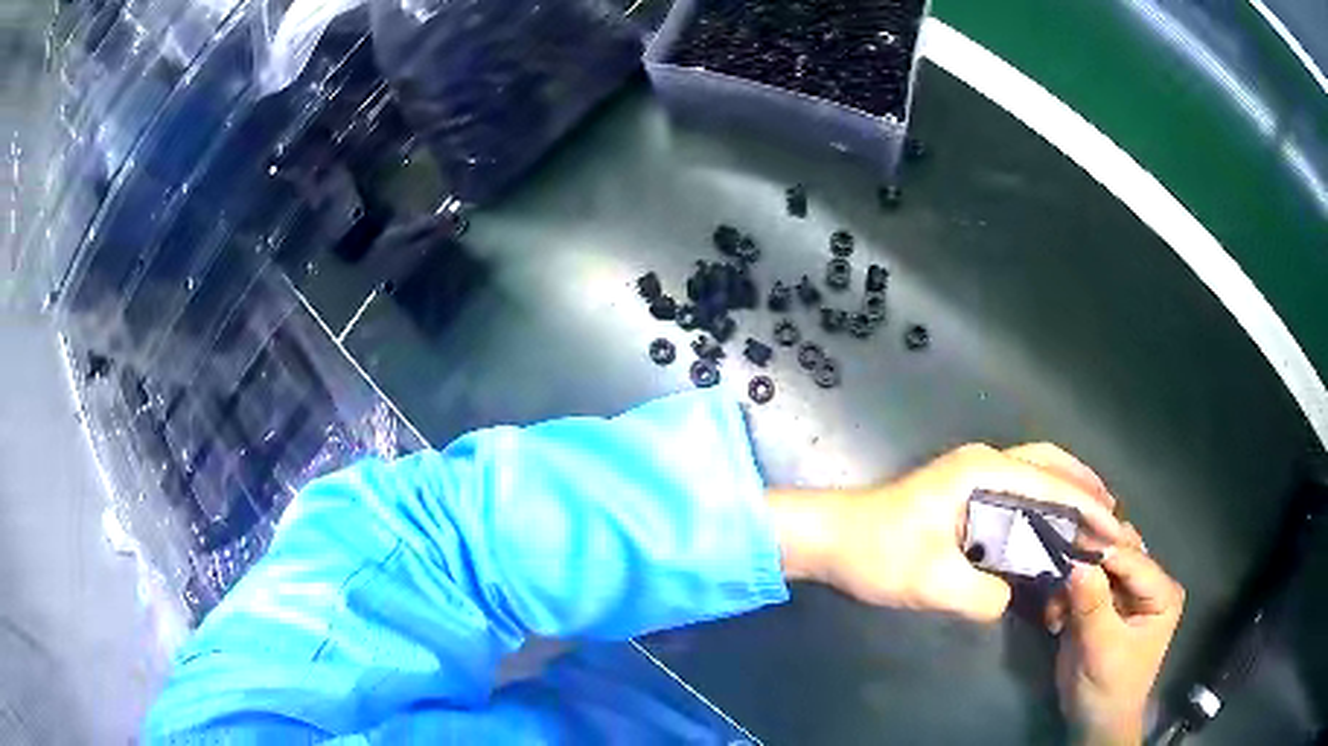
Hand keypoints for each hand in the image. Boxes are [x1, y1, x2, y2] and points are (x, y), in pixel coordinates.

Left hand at [768, 443, 1124, 621]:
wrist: (829, 540)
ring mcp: (972, 475)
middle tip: (1111, 514)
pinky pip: (1018, 489)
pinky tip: (1051, 525)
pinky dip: (1043, 500)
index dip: (1086, 508)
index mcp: (981, 472)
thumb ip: (982, 594)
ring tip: (1093, 515)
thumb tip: (1010, 596)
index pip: (1050, 485)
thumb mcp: (930, 582)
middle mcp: (983, 463)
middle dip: (1083, 486)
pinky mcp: (963, 493)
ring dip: (1066, 489)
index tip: (1114, 529)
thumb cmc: (875, 554)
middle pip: (1049, 463)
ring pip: (1035, 471)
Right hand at [1055, 535, 1184, 744]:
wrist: (1092, 722)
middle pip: (1120, 551)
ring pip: (1099, 562)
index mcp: (1162, 592)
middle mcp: (1146, 584)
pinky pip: (1081, 583)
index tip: (1073, 544)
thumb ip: (1093, 607)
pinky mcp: (1101, 603)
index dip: (1105, 551)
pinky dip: (1064, 594)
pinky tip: (1054, 617)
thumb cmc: (1109, 689)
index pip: (1134, 561)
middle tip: (1062, 544)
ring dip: (1074, 574)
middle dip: (1091, 550)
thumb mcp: (1102, 651)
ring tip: (1055, 598)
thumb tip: (1076, 565)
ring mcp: (1123, 592)